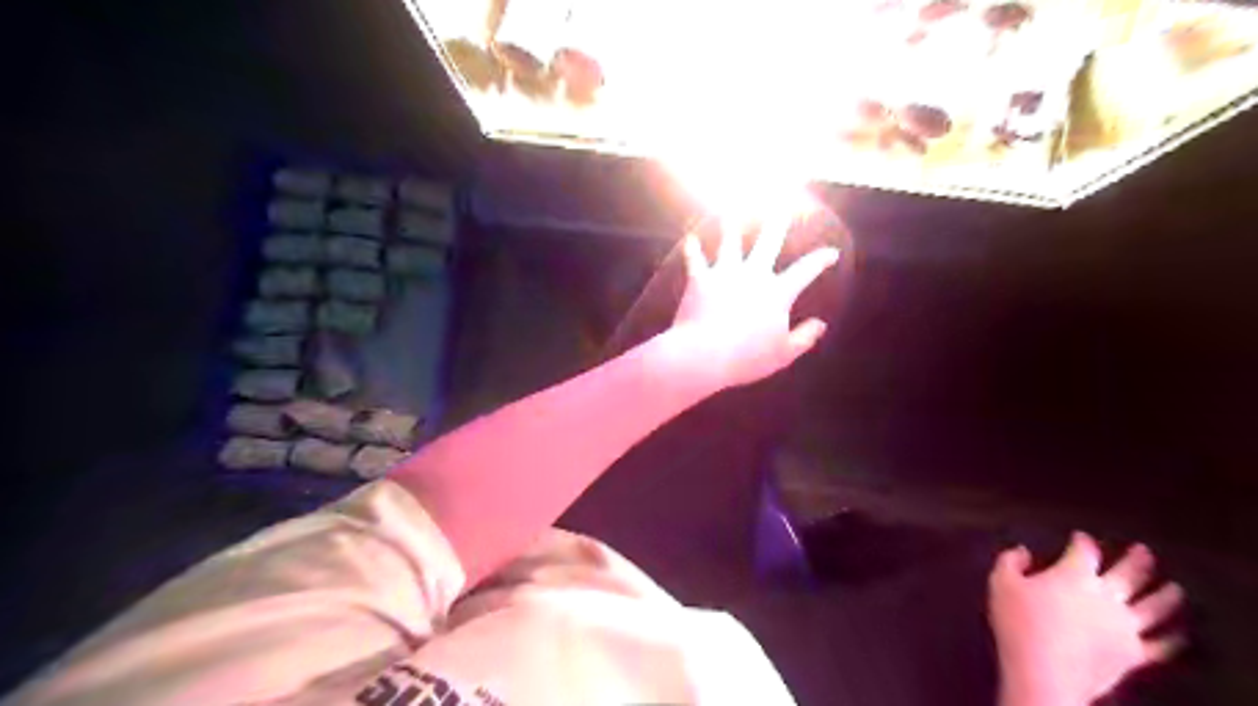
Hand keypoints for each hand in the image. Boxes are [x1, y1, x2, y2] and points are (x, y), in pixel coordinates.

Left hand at [666, 216, 831, 387]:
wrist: (705, 353)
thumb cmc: (747, 357)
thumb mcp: (783, 354)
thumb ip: (804, 338)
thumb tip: (821, 325)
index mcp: (777, 292)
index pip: (805, 270)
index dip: (821, 260)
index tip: (832, 252)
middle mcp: (753, 275)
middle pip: (768, 242)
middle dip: (778, 222)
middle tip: (783, 204)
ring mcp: (725, 274)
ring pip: (730, 242)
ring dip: (732, 225)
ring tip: (732, 209)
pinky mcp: (700, 280)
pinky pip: (695, 260)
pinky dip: (692, 249)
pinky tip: (690, 238)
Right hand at [988, 532, 1185, 703]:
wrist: (1045, 671)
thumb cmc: (1019, 621)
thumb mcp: (1001, 582)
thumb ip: (1010, 561)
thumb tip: (1023, 551)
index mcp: (1074, 574)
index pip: (1084, 551)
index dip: (1083, 541)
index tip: (1080, 536)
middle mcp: (1106, 595)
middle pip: (1128, 573)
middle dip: (1137, 560)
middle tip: (1144, 551)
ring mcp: (1125, 625)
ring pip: (1154, 606)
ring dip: (1166, 595)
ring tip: (1175, 587)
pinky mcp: (1133, 653)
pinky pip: (1160, 646)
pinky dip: (1172, 639)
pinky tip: (1179, 635)